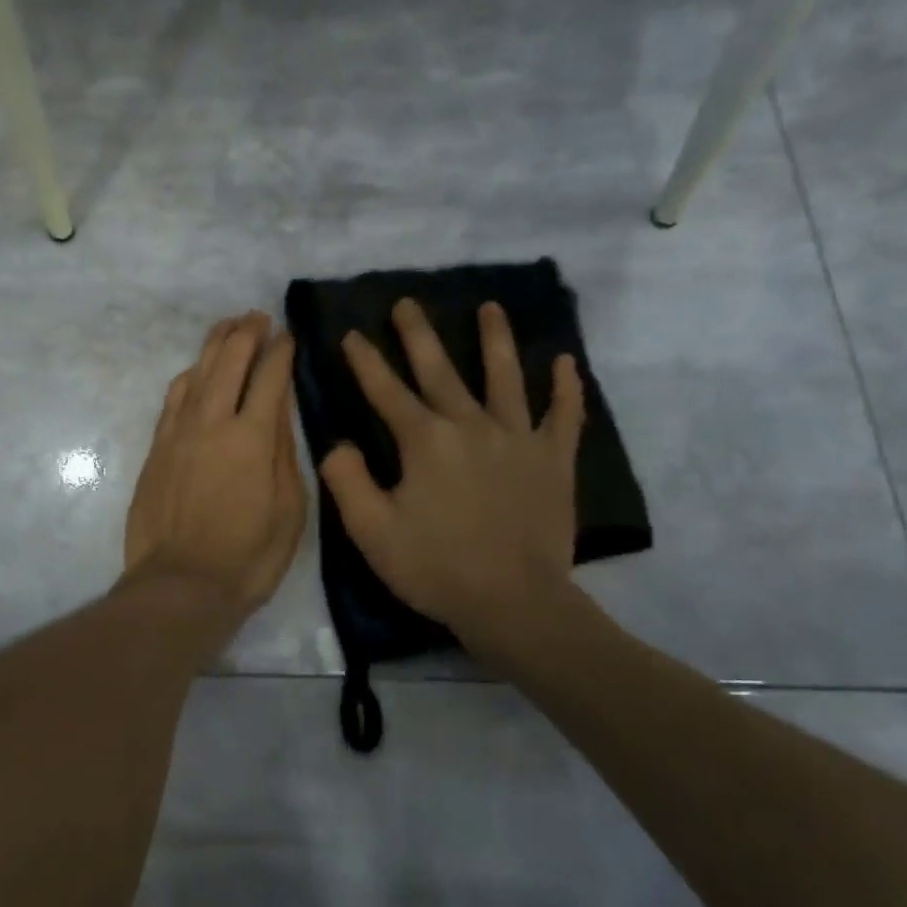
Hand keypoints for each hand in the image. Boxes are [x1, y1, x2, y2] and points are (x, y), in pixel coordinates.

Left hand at [123, 311, 307, 615]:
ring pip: (197, 372)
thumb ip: (285, 454)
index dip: (281, 351)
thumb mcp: (289, 510)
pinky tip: (196, 371)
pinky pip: (173, 398)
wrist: (180, 585)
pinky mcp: (156, 448)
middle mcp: (212, 422)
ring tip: (228, 328)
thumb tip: (280, 412)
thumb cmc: (248, 557)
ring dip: (215, 345)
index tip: (288, 335)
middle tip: (258, 317)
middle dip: (246, 333)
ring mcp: (179, 433)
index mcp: (253, 438)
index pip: (269, 378)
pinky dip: (190, 376)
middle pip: (229, 361)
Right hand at [319, 299, 587, 660]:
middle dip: (419, 334)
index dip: (365, 361)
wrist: (514, 603)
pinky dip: (567, 388)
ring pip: (505, 378)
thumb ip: (347, 480)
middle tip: (408, 303)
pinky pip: (564, 416)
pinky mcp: (554, 460)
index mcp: (425, 441)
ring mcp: (517, 439)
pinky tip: (567, 362)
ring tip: (490, 307)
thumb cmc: (436, 567)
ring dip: (495, 340)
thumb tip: (339, 443)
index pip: (386, 391)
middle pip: (440, 370)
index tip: (351, 333)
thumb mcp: (371, 531)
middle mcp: (471, 425)